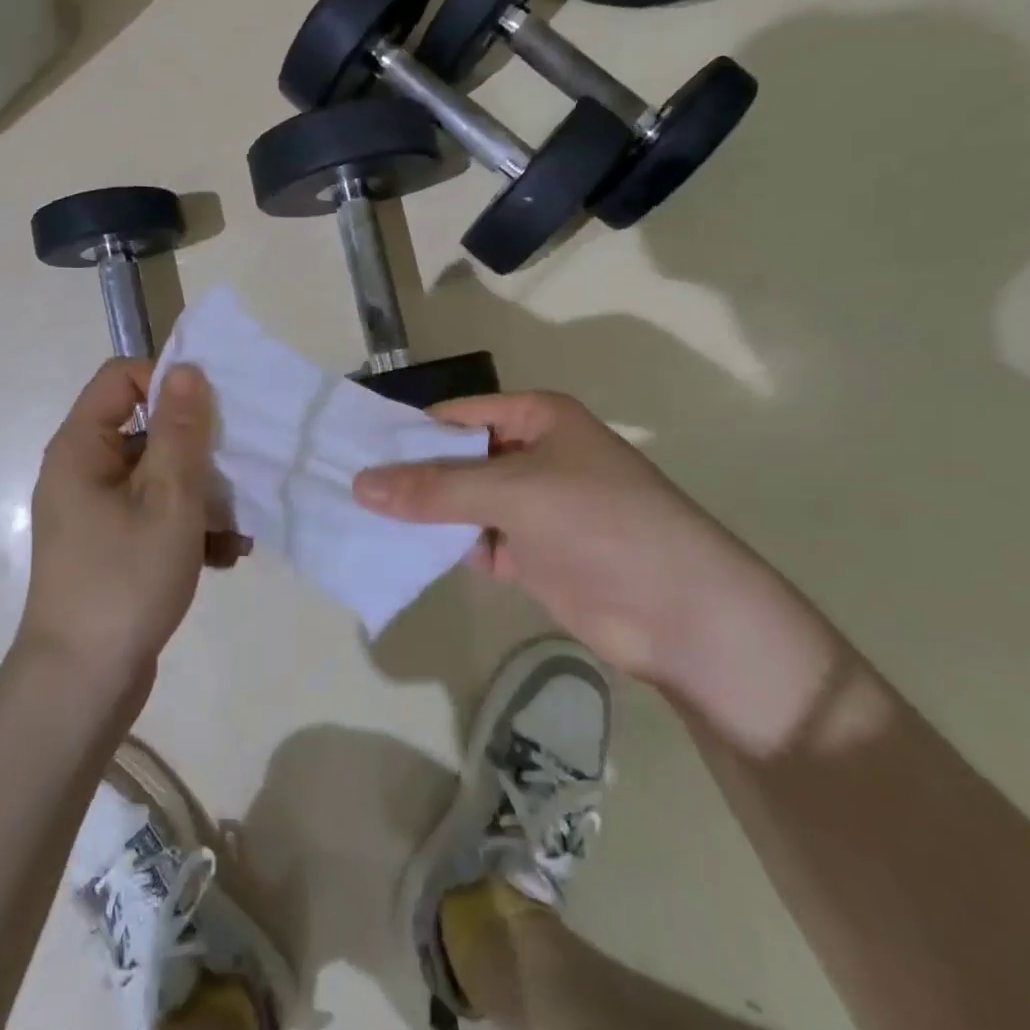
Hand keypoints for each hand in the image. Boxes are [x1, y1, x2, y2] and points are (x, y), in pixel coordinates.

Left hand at [21, 359, 240, 691]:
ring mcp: (96, 512)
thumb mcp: (168, 500)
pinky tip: (223, 557)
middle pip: (147, 429)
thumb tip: (187, 369)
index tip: (211, 417)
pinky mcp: (112, 546)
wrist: (83, 685)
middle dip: (199, 452)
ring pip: (159, 476)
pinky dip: (189, 528)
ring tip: (238, 531)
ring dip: (203, 497)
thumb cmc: (125, 581)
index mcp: (83, 447)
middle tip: (239, 478)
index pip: (122, 377)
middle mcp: (84, 471)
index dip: (168, 384)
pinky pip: (154, 515)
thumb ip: (181, 431)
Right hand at [352, 392, 789, 692]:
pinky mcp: (530, 553)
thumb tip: (360, 484)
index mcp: (536, 418)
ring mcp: (531, 507)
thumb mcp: (514, 493)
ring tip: (360, 521)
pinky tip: (401, 553)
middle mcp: (531, 454)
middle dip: (409, 477)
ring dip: (423, 514)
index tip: (354, 453)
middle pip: (455, 458)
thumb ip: (435, 488)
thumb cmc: (601, 524)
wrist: (683, 614)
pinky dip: (444, 546)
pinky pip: (474, 540)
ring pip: (461, 502)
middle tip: (346, 490)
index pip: (456, 415)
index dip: (407, 433)